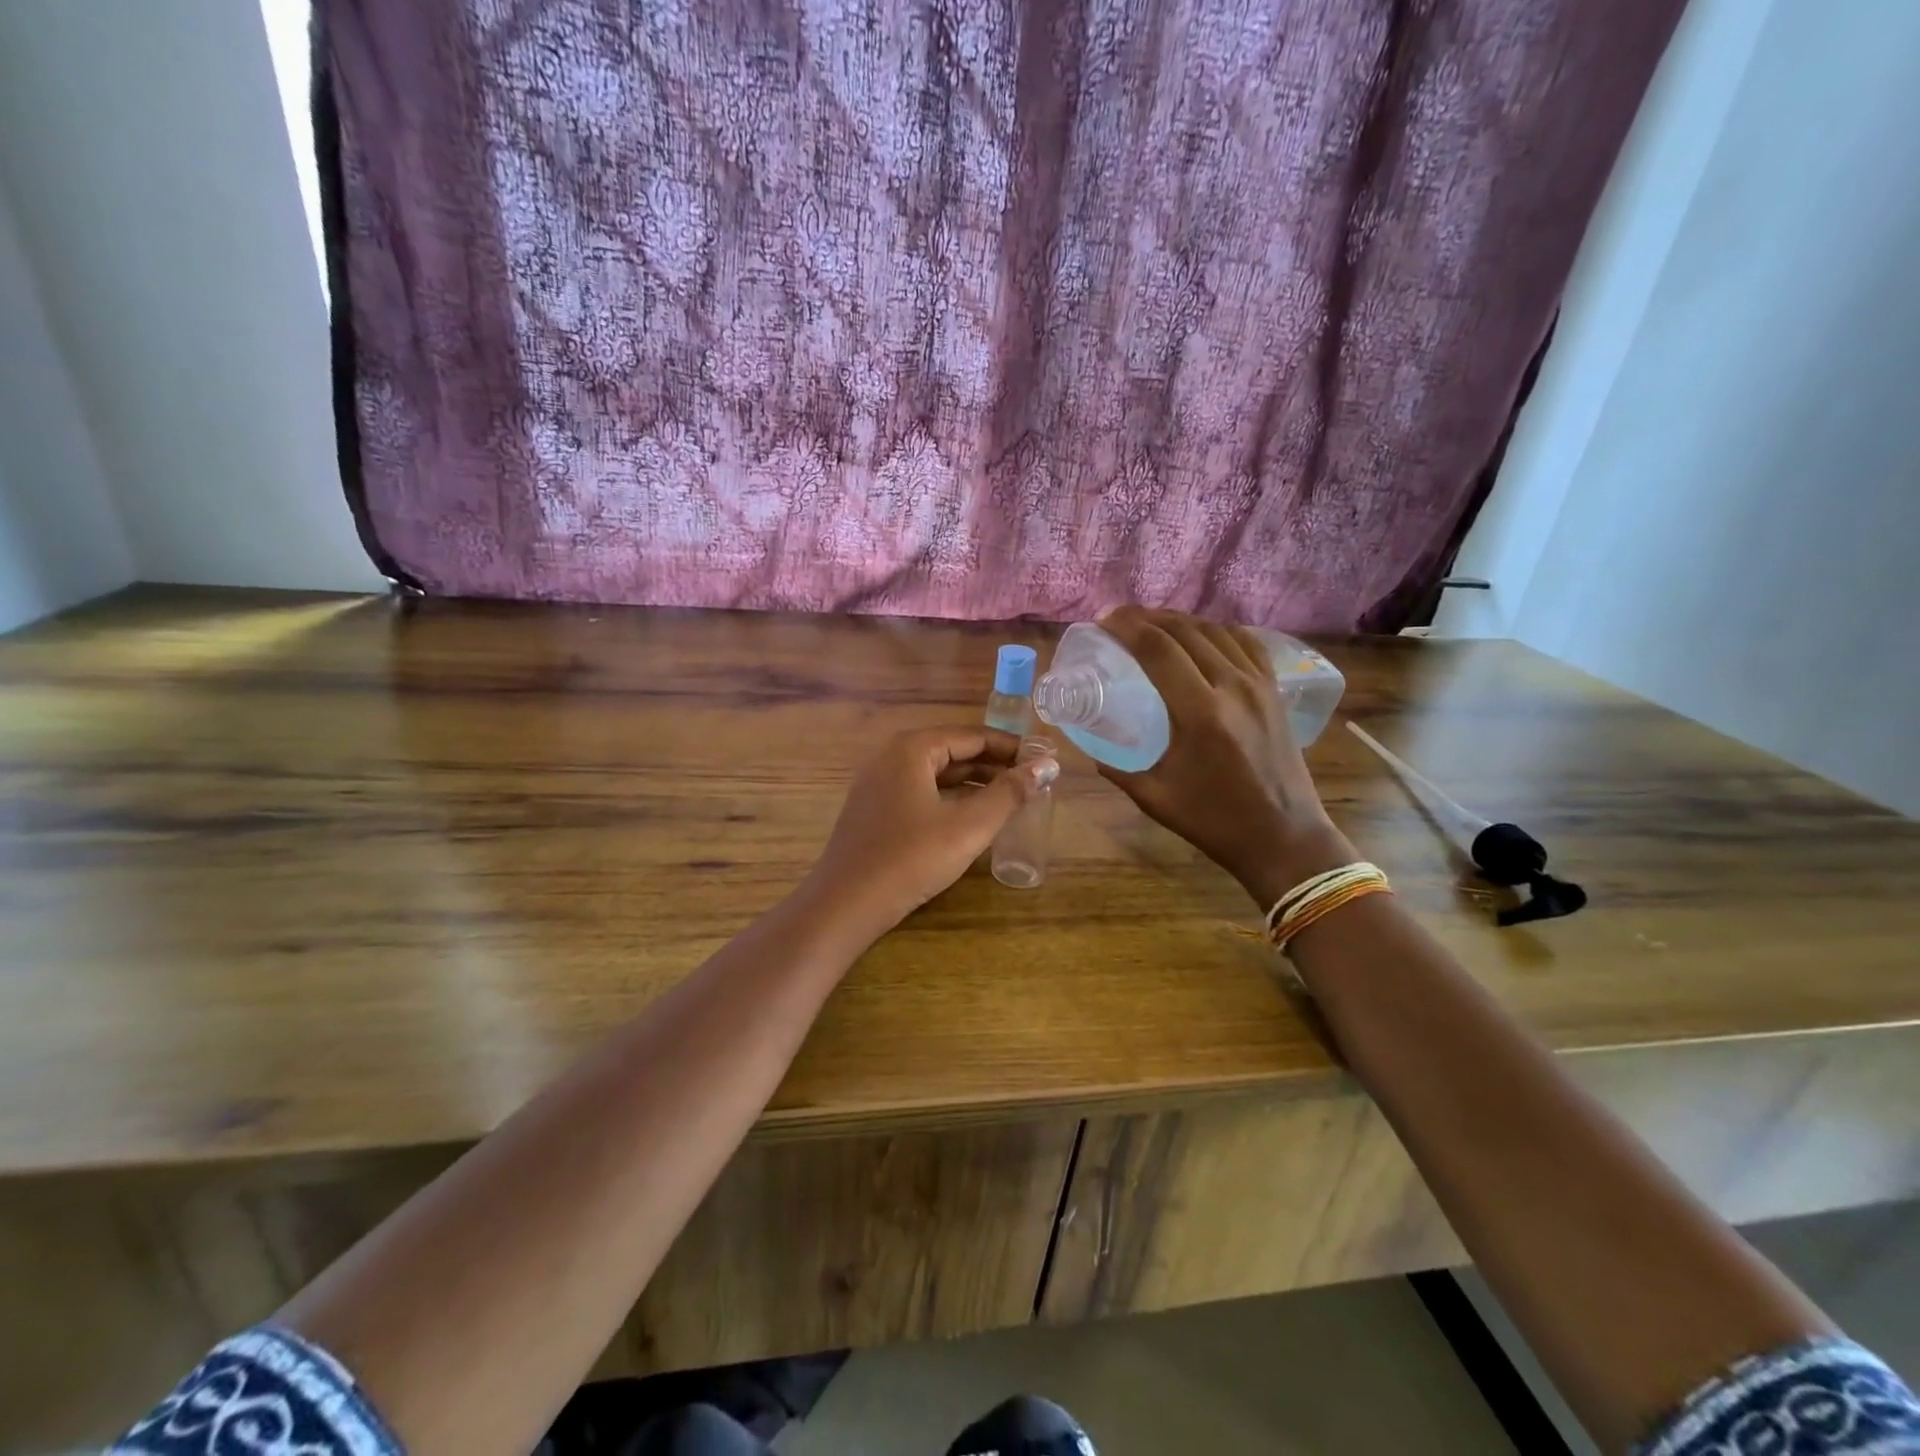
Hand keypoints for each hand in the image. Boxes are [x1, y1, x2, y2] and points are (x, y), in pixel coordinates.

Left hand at [803, 726, 1059, 938]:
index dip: (1012, 748)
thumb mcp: (968, 826)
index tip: (1045, 761)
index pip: (973, 736)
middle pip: (954, 751)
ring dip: (974, 783)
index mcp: (913, 748)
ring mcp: (879, 782)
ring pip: (937, 773)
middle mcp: (892, 756)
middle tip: (1034, 781)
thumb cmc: (911, 859)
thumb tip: (1047, 766)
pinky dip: (951, 797)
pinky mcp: (875, 809)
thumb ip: (1010, 793)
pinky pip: (921, 791)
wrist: (845, 904)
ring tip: (1012, 798)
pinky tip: (972, 816)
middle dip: (995, 765)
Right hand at [1095, 606, 1353, 909]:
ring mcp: (1259, 685)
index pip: (1158, 649)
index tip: (1103, 621)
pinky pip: (1246, 643)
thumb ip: (1116, 767)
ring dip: (1180, 620)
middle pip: (1185, 631)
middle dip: (1147, 617)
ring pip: (1216, 631)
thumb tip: (1090, 745)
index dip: (1127, 627)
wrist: (1283, 837)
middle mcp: (1232, 687)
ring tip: (1154, 623)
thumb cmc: (1214, 821)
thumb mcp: (1154, 797)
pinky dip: (1217, 630)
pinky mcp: (1275, 691)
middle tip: (1120, 619)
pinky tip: (1201, 634)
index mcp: (1199, 713)